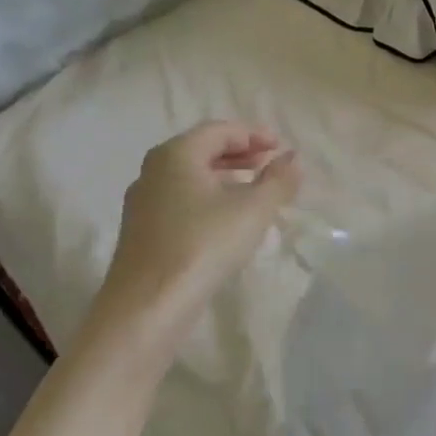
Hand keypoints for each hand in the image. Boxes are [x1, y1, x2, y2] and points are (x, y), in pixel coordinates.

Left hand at [95, 122, 300, 341]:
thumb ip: (278, 181)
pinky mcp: (142, 231)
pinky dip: (207, 197)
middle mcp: (153, 170)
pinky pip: (180, 199)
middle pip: (201, 150)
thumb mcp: (252, 210)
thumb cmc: (203, 245)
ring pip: (189, 176)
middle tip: (268, 163)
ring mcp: (143, 202)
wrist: (148, 304)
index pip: (218, 130)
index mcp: (176, 154)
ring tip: (252, 190)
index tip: (279, 147)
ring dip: (223, 176)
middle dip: (238, 153)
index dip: (253, 134)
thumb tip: (293, 159)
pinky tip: (225, 219)